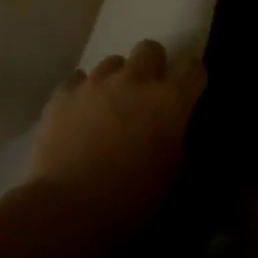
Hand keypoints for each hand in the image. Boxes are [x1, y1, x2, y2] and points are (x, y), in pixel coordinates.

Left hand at [27, 39, 206, 234]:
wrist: (68, 209)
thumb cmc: (130, 202)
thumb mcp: (172, 182)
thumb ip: (181, 147)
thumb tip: (181, 135)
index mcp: (168, 101)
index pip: (193, 68)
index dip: (192, 78)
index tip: (189, 92)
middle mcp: (133, 80)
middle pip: (150, 48)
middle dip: (153, 66)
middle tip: (148, 95)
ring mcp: (95, 82)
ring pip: (113, 62)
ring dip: (118, 79)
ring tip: (111, 107)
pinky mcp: (64, 92)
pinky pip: (79, 79)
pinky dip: (84, 93)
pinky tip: (80, 115)